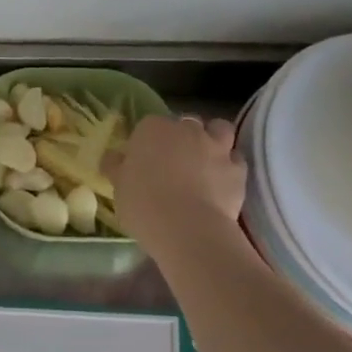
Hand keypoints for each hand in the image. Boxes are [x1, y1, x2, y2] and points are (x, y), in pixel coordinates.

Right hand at [110, 113, 247, 251]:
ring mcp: (216, 147)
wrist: (187, 228)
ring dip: (213, 139)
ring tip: (204, 161)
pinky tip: (221, 181)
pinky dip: (229, 165)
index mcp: (152, 130)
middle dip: (181, 137)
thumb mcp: (118, 186)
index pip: (149, 124)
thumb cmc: (143, 204)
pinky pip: (235, 159)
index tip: (143, 159)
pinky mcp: (238, 169)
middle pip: (185, 124)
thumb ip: (116, 167)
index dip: (147, 141)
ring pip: (219, 130)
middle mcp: (187, 130)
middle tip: (172, 161)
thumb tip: (113, 157)